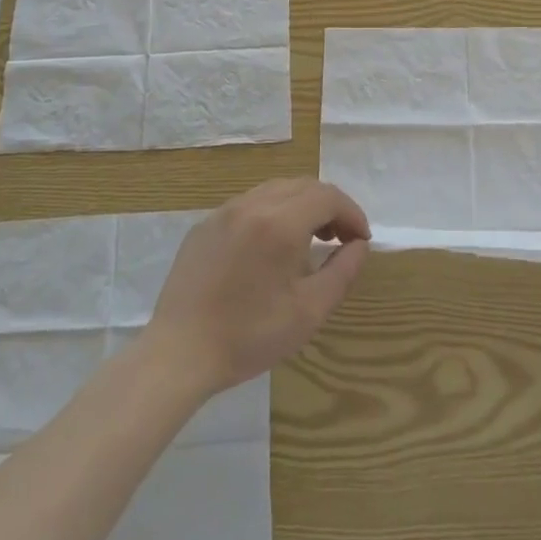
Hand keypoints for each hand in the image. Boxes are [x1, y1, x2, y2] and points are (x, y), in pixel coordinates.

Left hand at [145, 179, 370, 395]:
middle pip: (303, 186)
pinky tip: (269, 248)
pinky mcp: (204, 225)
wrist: (179, 354)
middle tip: (339, 239)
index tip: (361, 239)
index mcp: (279, 223)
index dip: (351, 213)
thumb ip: (342, 272)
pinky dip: (272, 213)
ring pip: (275, 190)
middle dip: (329, 206)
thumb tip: (359, 245)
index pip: (327, 196)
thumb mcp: (309, 311)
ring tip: (308, 241)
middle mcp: (252, 205)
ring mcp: (224, 212)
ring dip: (301, 206)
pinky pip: (248, 204)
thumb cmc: (249, 336)